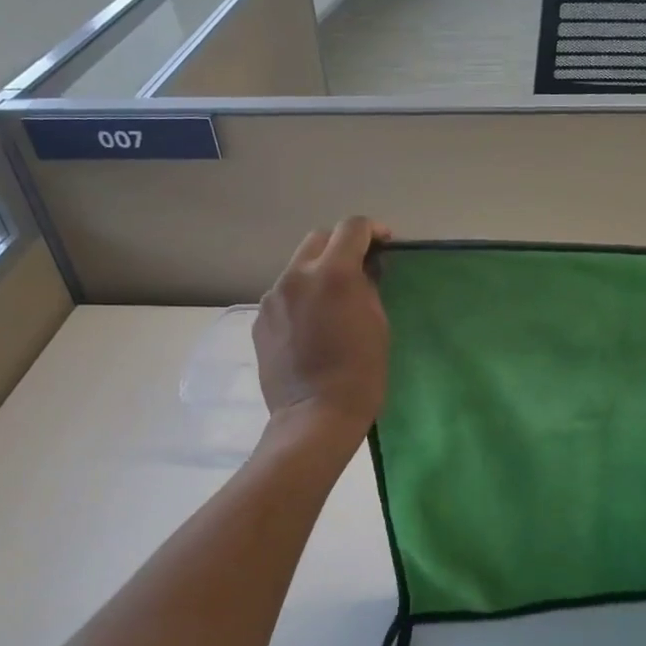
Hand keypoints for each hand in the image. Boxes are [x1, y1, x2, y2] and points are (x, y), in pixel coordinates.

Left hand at [254, 216, 391, 448]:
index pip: (351, 228)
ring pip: (298, 267)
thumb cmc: (360, 375)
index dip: (372, 230)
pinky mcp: (260, 320)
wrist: (315, 417)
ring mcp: (273, 298)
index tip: (385, 244)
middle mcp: (296, 276)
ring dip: (318, 273)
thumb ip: (368, 288)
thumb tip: (363, 271)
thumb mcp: (378, 325)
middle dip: (341, 246)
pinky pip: (284, 296)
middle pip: (319, 239)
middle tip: (359, 268)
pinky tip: (312, 326)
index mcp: (333, 274)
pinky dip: (301, 298)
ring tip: (333, 301)